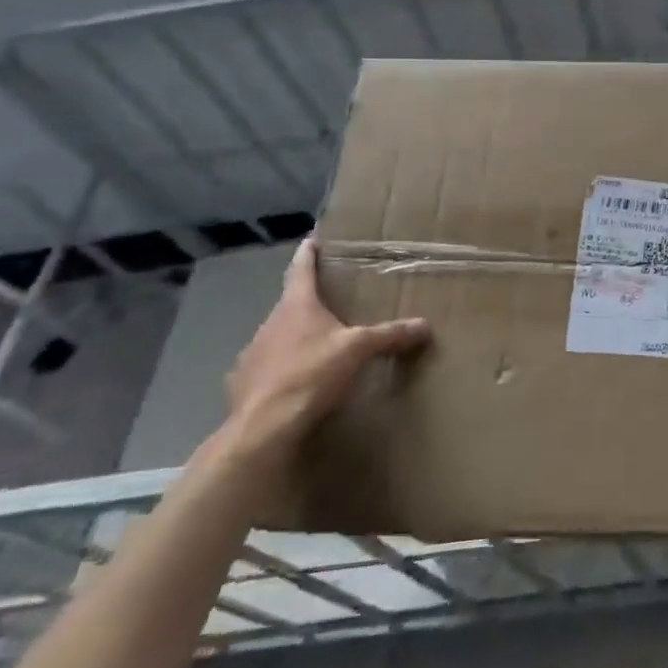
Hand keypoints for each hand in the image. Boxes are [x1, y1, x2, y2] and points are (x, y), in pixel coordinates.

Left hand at [217, 240, 429, 464]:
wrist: (263, 428)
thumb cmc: (311, 374)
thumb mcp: (359, 350)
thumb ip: (390, 335)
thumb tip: (426, 325)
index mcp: (296, 306)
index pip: (301, 270)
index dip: (308, 254)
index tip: (311, 240)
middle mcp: (270, 323)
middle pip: (290, 304)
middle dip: (308, 302)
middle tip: (329, 301)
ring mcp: (252, 354)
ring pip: (277, 336)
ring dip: (295, 337)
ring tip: (317, 345)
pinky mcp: (242, 384)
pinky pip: (266, 368)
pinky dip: (281, 368)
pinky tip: (295, 382)